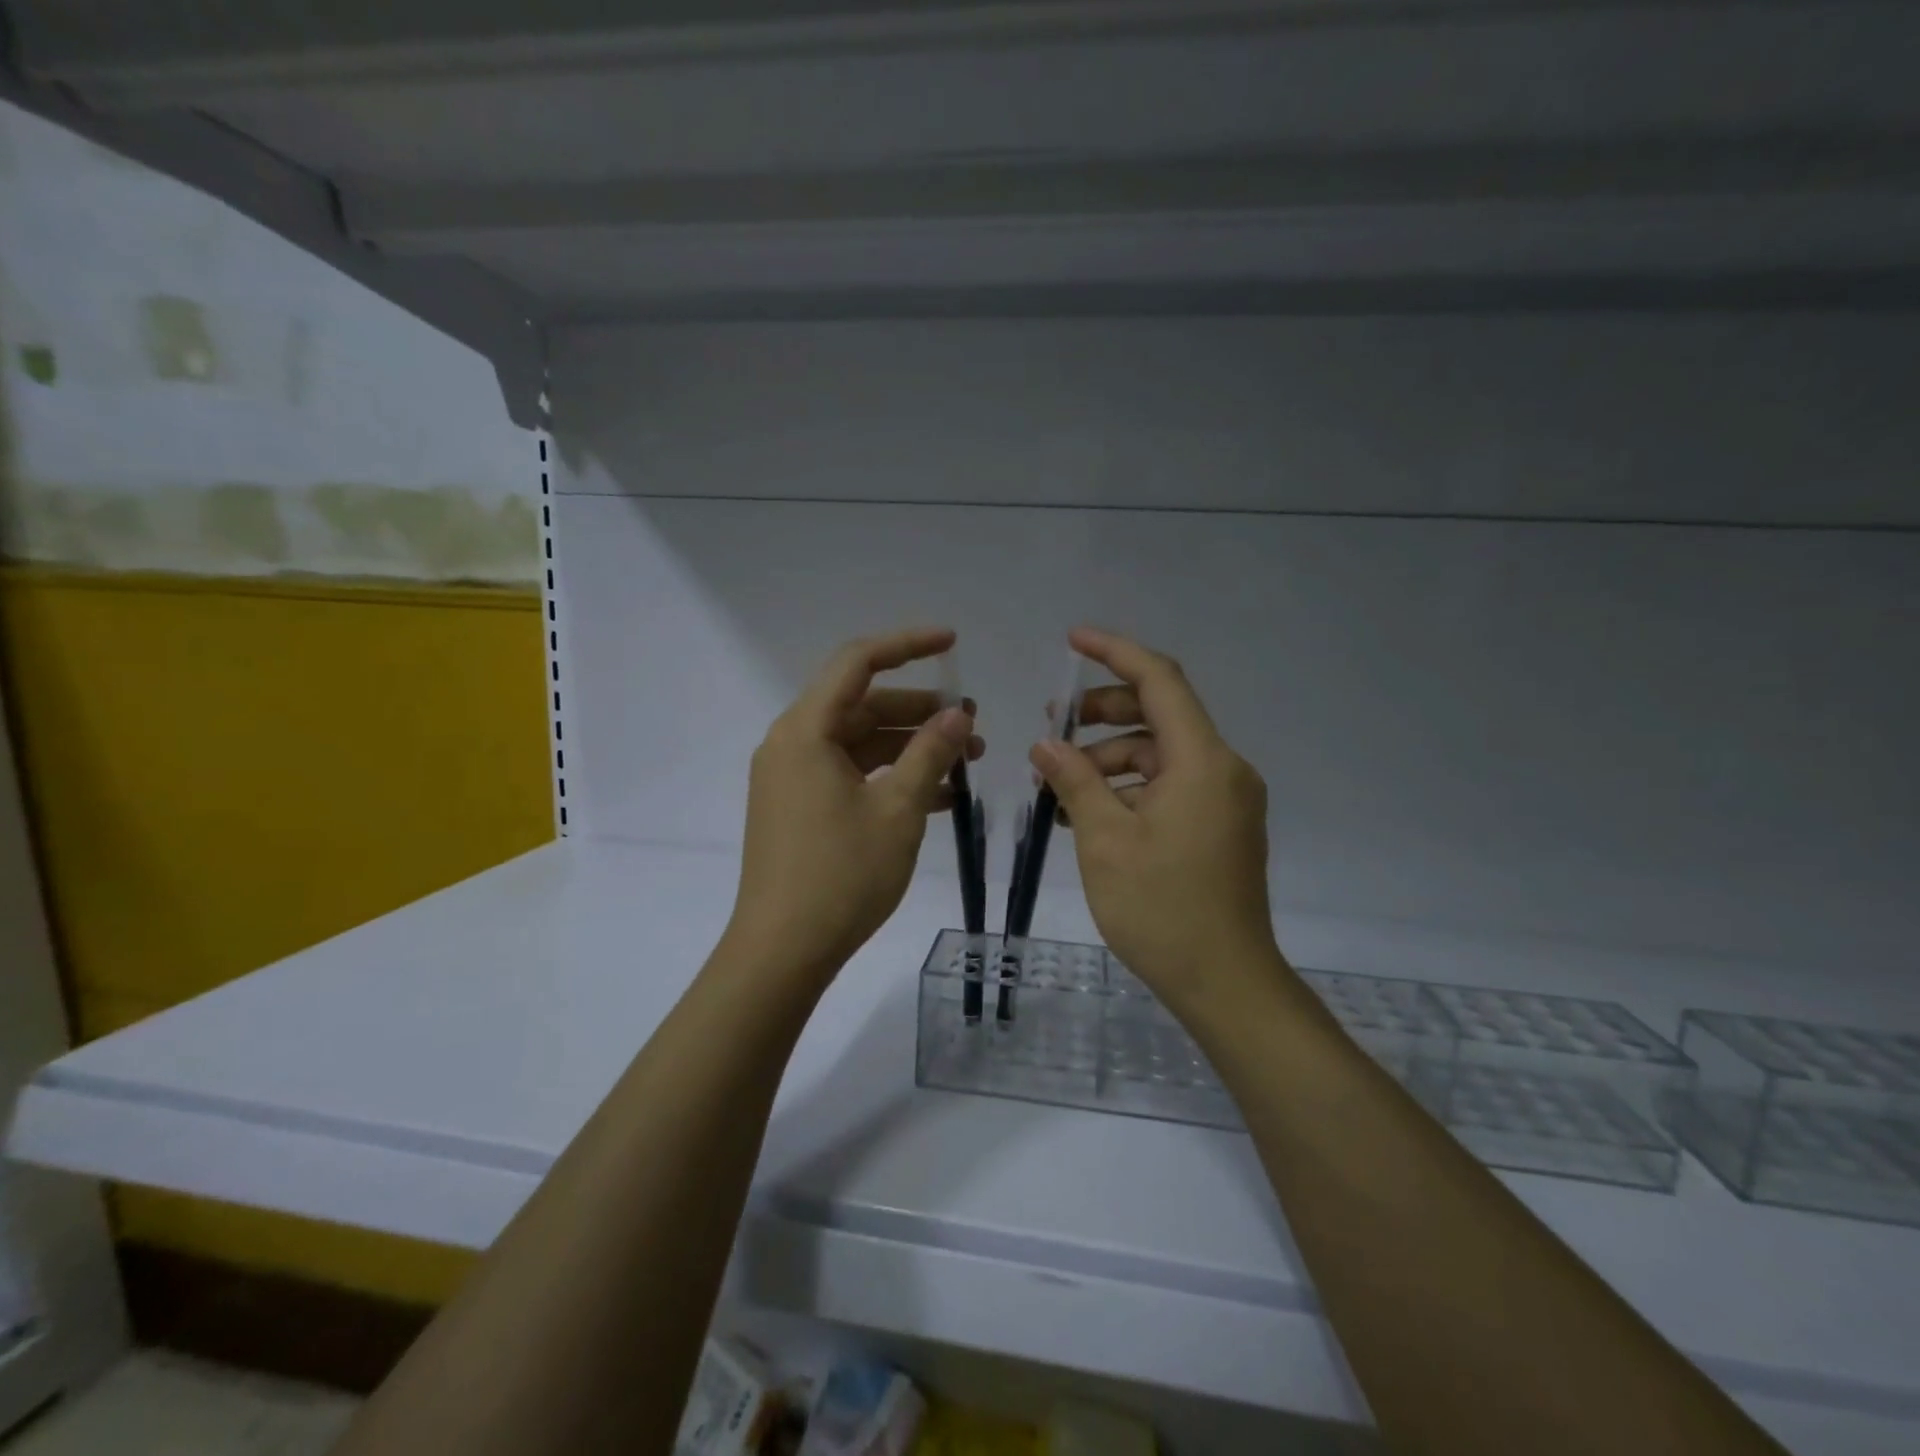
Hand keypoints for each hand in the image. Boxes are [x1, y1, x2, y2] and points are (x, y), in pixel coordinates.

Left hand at [727, 627, 981, 987]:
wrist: (783, 952)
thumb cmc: (842, 875)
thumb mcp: (898, 809)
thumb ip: (930, 753)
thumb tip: (958, 713)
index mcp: (806, 730)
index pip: (857, 662)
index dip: (907, 644)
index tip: (952, 643)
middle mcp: (792, 744)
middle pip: (861, 705)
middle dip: (919, 710)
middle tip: (971, 725)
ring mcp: (792, 778)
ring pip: (859, 742)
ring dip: (910, 747)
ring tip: (965, 763)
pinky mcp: (798, 808)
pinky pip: (850, 774)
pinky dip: (889, 776)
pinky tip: (937, 796)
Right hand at [1031, 627, 1283, 1017]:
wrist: (1225, 982)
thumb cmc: (1161, 908)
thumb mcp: (1104, 840)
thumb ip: (1075, 780)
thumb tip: (1046, 745)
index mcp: (1202, 761)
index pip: (1160, 681)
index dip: (1115, 653)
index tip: (1072, 641)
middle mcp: (1222, 769)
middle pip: (1160, 714)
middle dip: (1102, 712)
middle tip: (1053, 728)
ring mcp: (1225, 800)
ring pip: (1160, 754)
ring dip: (1109, 759)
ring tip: (1058, 785)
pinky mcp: (1219, 826)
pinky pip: (1169, 786)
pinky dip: (1129, 788)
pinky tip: (1088, 812)